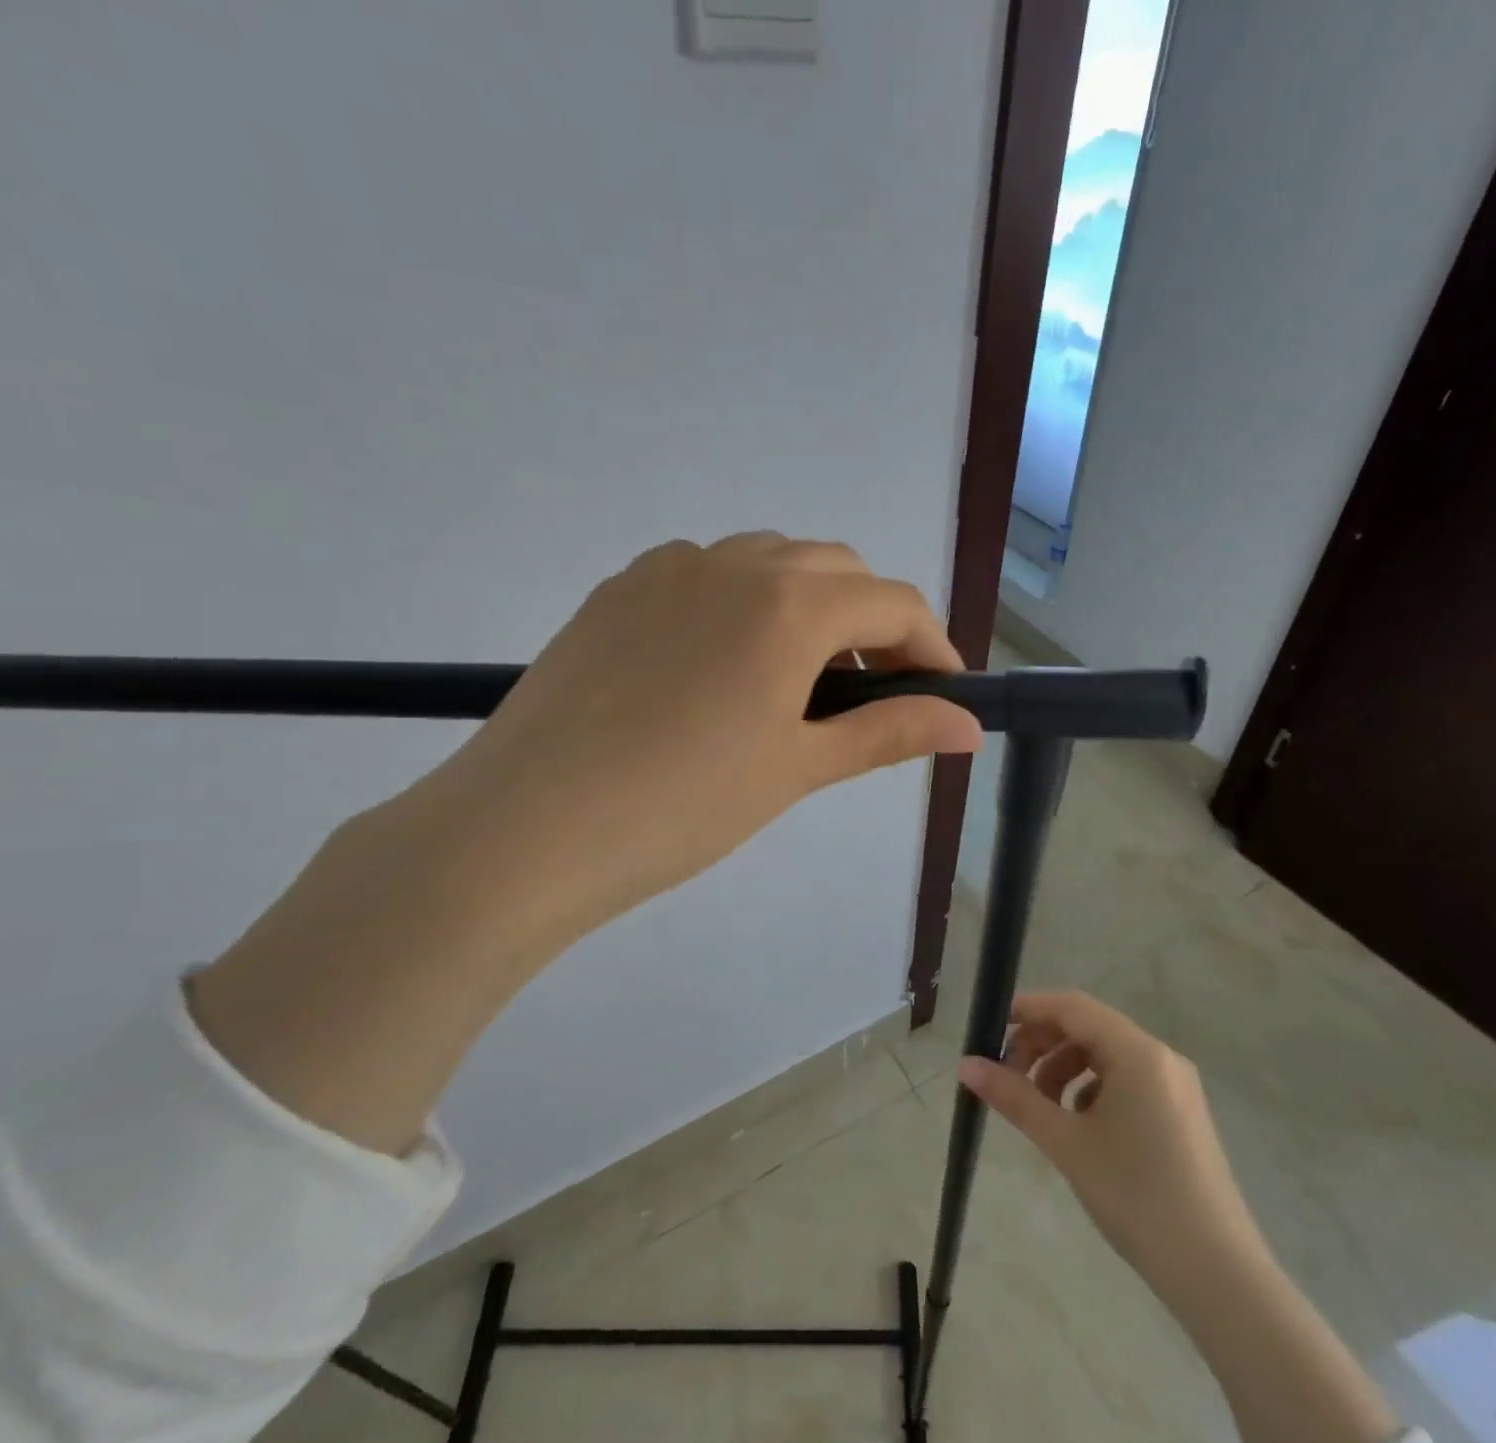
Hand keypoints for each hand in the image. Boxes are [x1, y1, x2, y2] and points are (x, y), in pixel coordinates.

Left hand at [376, 532, 983, 963]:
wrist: (527, 827)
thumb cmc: (681, 806)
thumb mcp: (797, 769)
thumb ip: (889, 733)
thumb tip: (969, 728)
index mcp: (788, 603)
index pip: (893, 603)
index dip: (931, 647)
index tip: (942, 696)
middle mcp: (732, 563)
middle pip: (835, 570)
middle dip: (871, 624)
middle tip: (870, 695)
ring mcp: (666, 569)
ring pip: (768, 563)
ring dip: (807, 606)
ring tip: (797, 681)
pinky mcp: (618, 590)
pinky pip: (704, 574)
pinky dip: (741, 602)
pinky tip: (721, 666)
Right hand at [962, 991, 1404, 1442]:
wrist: (1218, 1275)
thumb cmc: (1136, 1196)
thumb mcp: (1065, 1142)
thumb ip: (1013, 1097)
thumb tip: (965, 1065)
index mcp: (1136, 1052)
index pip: (1071, 1007)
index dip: (1027, 1010)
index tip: (989, 1028)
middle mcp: (1160, 1056)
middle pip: (1088, 1028)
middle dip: (1042, 1044)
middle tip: (1007, 1075)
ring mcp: (1175, 1085)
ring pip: (1106, 1055)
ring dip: (1064, 1068)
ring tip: (1039, 1106)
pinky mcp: (1181, 1113)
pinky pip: (1126, 1080)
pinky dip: (1092, 1089)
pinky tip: (1077, 1125)